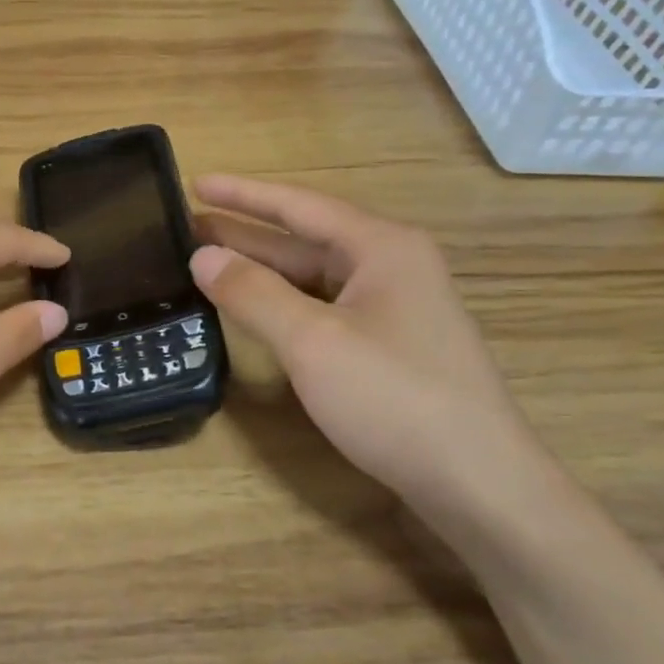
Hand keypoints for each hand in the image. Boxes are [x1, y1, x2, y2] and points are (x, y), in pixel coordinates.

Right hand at [190, 174, 545, 512]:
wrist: (476, 481)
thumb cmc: (394, 397)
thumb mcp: (313, 341)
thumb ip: (254, 293)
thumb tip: (203, 257)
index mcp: (381, 248)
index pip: (299, 206)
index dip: (243, 194)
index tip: (194, 182)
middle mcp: (391, 268)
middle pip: (305, 240)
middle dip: (245, 234)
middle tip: (187, 229)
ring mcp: (393, 310)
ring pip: (314, 278)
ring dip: (262, 271)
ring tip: (207, 265)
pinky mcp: (389, 347)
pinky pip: (324, 309)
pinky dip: (284, 305)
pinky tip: (254, 311)